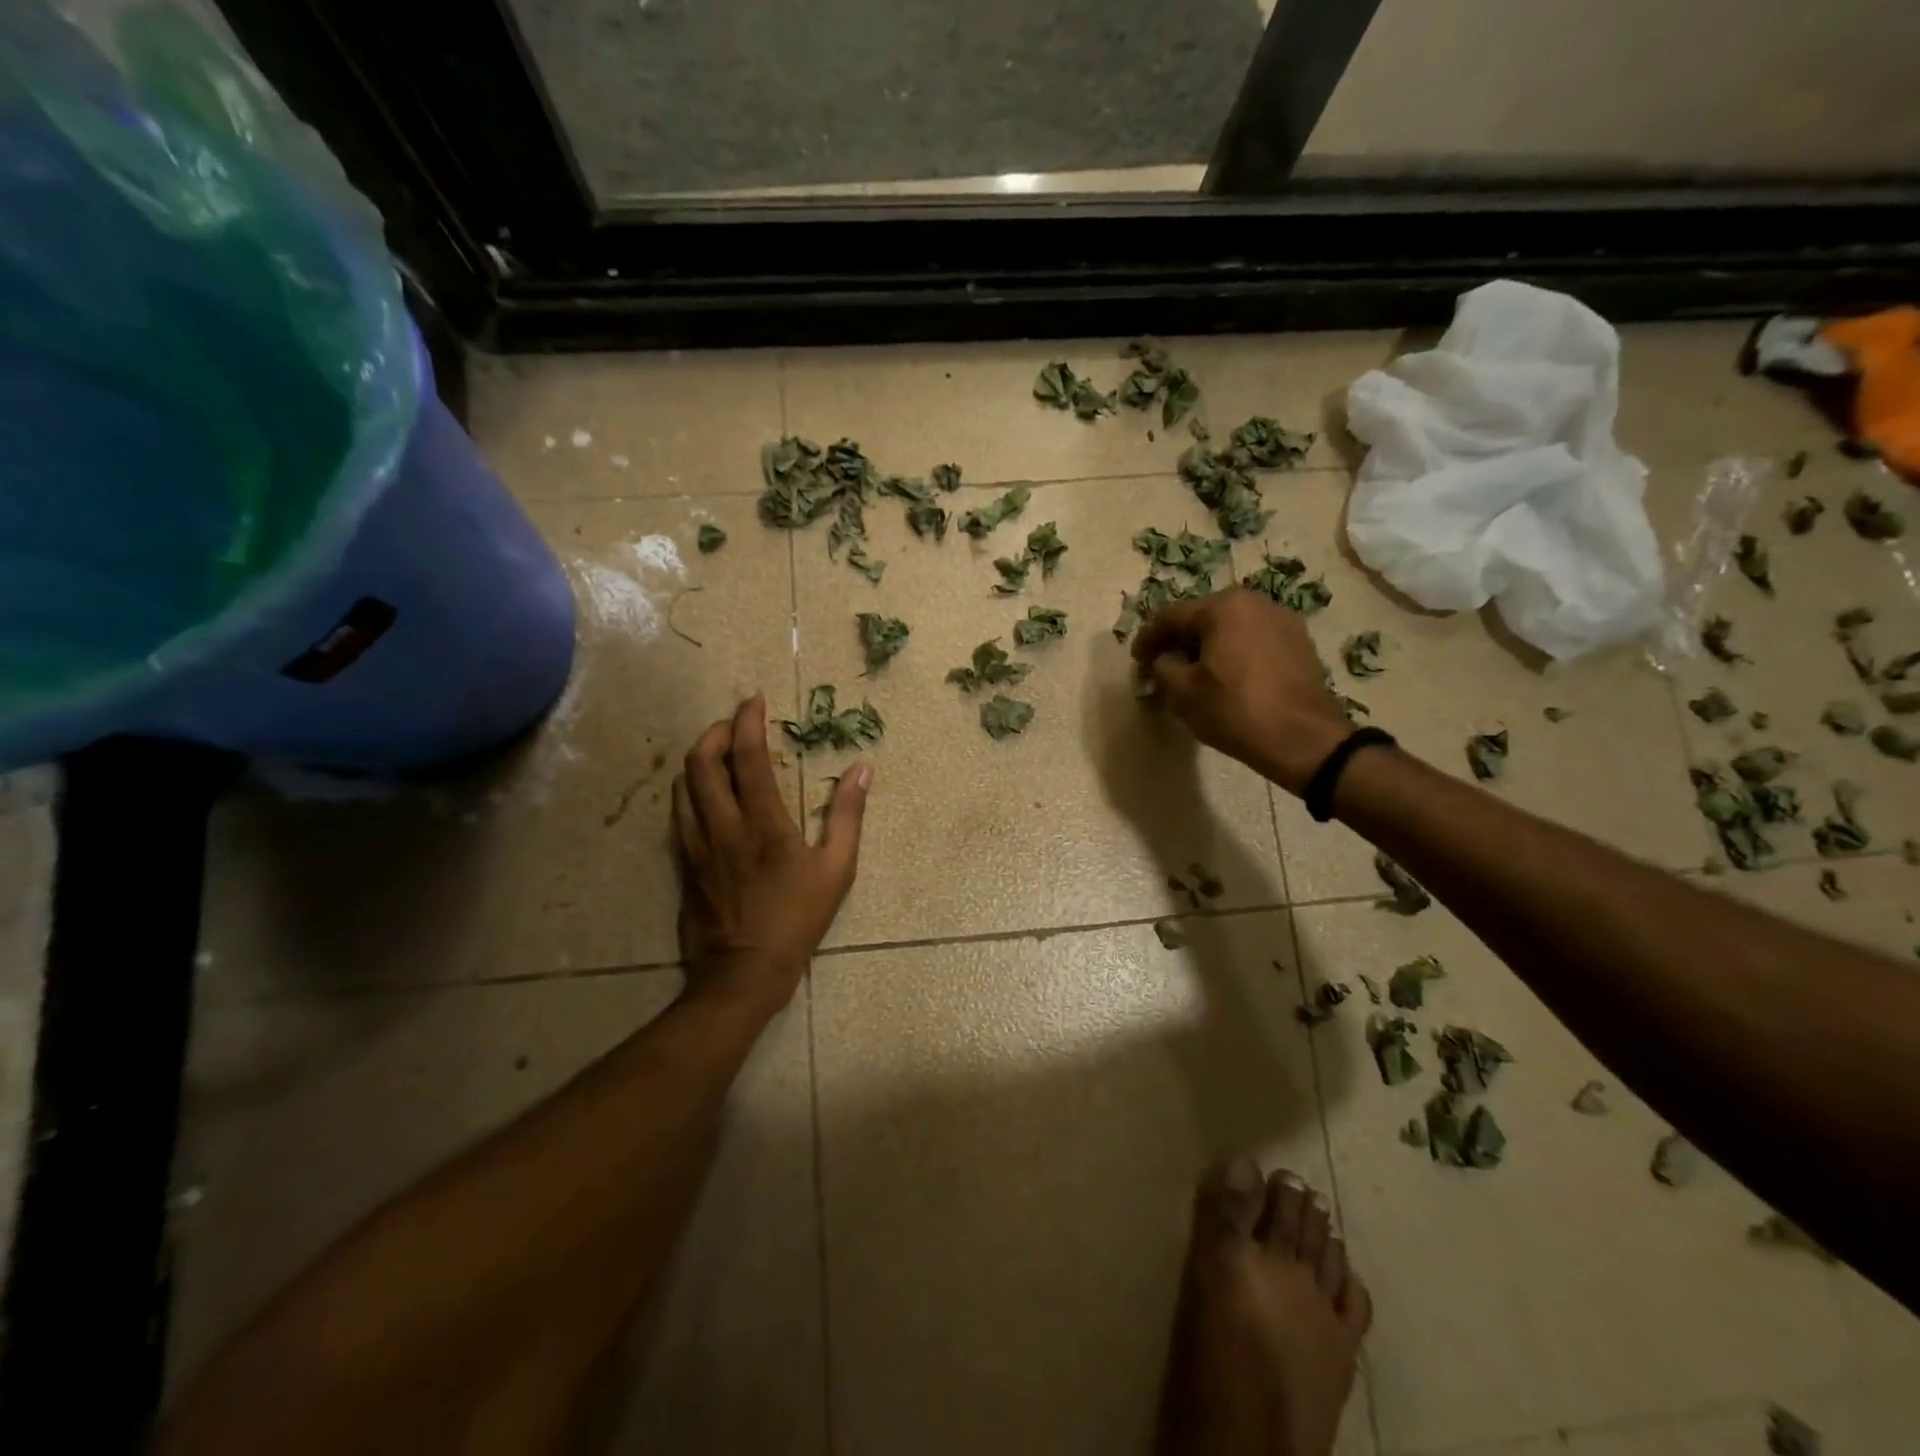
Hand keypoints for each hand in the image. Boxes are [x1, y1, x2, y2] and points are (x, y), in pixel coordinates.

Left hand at [672, 694, 870, 1008]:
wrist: (743, 972)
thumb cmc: (798, 919)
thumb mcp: (837, 869)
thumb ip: (847, 815)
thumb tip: (863, 769)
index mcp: (764, 823)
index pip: (749, 757)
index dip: (748, 721)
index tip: (753, 700)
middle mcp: (723, 825)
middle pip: (701, 762)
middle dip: (714, 731)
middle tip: (733, 724)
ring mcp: (697, 844)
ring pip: (682, 785)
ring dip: (698, 758)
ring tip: (719, 751)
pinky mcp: (684, 863)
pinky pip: (678, 813)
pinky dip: (688, 789)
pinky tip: (704, 792)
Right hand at [1130, 588, 1353, 795]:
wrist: (1303, 739)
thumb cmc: (1235, 710)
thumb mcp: (1182, 692)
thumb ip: (1163, 666)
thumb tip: (1163, 659)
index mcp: (1223, 607)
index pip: (1171, 616)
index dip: (1148, 638)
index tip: (1136, 660)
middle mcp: (1255, 602)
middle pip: (1203, 617)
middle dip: (1179, 640)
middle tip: (1162, 664)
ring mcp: (1283, 620)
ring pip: (1231, 627)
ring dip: (1208, 646)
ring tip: (1195, 672)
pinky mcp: (1300, 642)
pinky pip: (1254, 640)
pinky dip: (1235, 653)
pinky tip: (1228, 677)